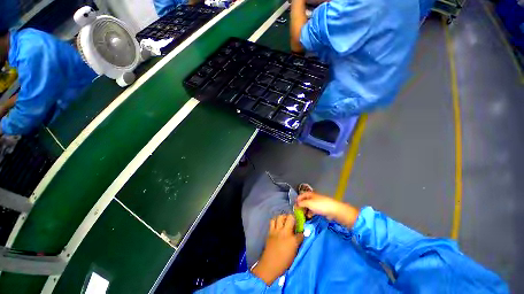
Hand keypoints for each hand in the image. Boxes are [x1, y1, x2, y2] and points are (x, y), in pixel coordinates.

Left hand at [252, 214, 303, 284]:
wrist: (269, 265)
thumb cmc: (283, 262)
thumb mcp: (294, 254)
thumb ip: (297, 243)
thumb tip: (299, 237)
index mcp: (293, 240)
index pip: (300, 233)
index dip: (302, 232)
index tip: (301, 232)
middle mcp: (285, 232)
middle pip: (290, 217)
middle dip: (293, 218)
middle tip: (293, 221)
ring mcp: (277, 230)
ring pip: (280, 216)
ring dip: (283, 217)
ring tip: (285, 220)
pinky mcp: (270, 231)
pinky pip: (272, 221)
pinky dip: (275, 220)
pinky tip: (277, 224)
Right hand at [296, 192, 359, 227]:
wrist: (334, 210)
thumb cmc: (320, 205)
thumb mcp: (309, 203)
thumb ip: (301, 203)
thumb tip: (296, 204)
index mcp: (310, 194)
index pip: (301, 195)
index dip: (297, 200)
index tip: (294, 206)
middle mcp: (313, 197)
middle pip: (305, 201)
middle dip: (301, 206)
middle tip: (298, 212)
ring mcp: (317, 203)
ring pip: (309, 206)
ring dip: (306, 210)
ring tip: (304, 215)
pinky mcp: (321, 209)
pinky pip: (313, 210)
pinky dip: (311, 213)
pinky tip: (310, 216)